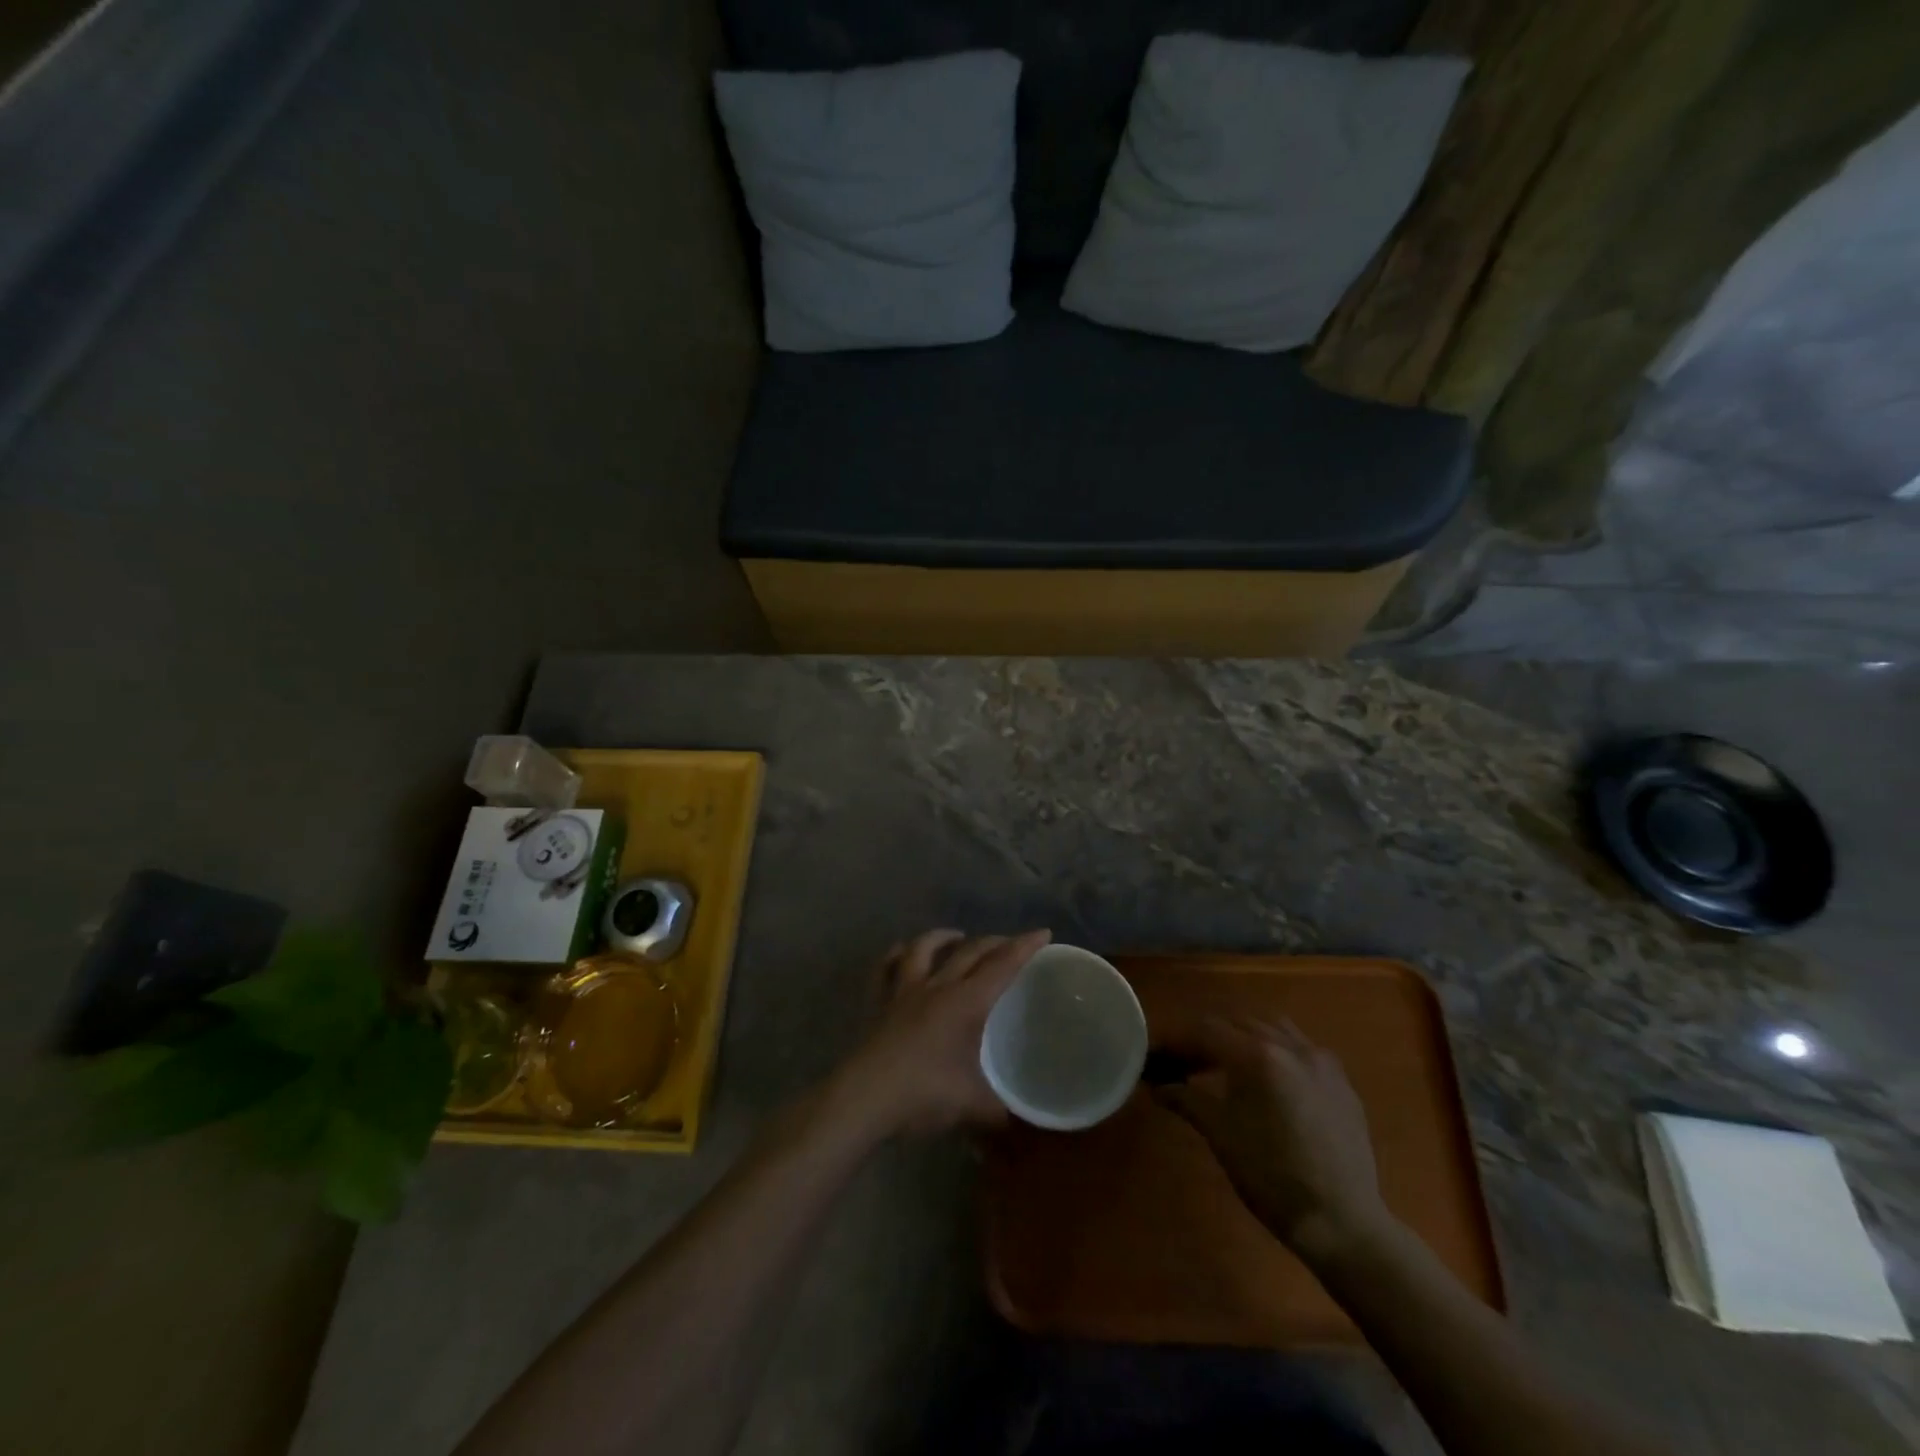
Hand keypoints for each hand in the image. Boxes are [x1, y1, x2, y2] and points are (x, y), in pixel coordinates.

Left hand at [831, 929, 1051, 1139]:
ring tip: (956, 936)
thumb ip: (1000, 1112)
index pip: (1002, 966)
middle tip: (1010, 943)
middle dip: (994, 942)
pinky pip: (886, 969)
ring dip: (943, 938)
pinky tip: (901, 953)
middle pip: (969, 952)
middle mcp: (937, 987)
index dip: (1024, 947)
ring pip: (924, 949)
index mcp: (965, 1003)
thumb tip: (1020, 1123)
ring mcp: (904, 992)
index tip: (1043, 933)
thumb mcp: (972, 1106)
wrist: (864, 1099)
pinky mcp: (880, 1004)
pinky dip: (896, 955)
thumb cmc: (923, 1095)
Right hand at [1155, 1015, 1391, 1264]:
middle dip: (1206, 1035)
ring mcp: (1320, 1061)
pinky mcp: (1341, 1080)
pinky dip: (1275, 1048)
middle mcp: (1291, 1046)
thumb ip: (1187, 1100)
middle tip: (1182, 1058)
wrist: (1344, 1224)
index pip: (1205, 1030)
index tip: (1155, 1051)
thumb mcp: (1221, 1136)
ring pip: (1271, 1026)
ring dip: (1242, 1035)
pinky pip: (1300, 1047)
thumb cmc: (1273, 1179)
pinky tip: (1267, 1076)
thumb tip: (1158, 1086)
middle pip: (1236, 1022)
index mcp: (1258, 1056)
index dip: (1176, 1038)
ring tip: (1222, 1059)